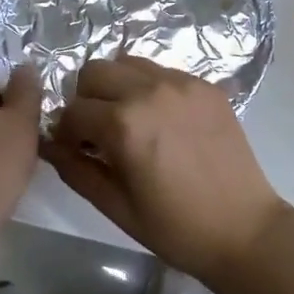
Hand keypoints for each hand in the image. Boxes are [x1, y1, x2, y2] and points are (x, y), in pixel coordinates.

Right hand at [40, 56, 287, 281]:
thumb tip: (49, 145)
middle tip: (98, 132)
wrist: (245, 230)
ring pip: (128, 63)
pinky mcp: (207, 87)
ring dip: (117, 87)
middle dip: (86, 99)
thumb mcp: (115, 206)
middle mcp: (150, 91)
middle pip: (95, 71)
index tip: (75, 151)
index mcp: (124, 123)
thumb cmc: (175, 228)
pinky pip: (163, 72)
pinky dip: (150, 88)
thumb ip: (75, 169)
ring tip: (130, 121)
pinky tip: (162, 121)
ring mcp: (183, 84)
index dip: (66, 133)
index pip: (72, 111)